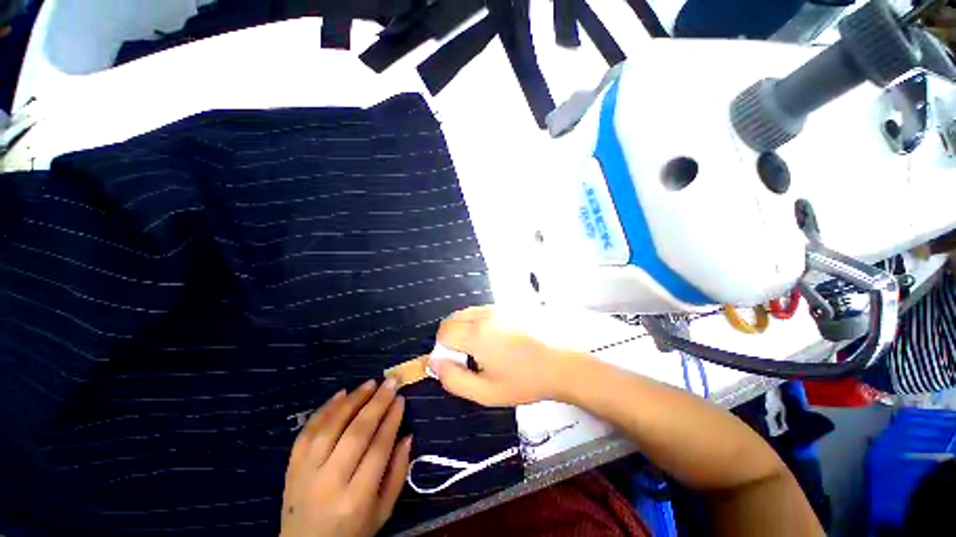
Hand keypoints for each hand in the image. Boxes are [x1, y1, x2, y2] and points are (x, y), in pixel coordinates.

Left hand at [280, 379, 411, 536]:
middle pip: (356, 434)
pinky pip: (307, 432)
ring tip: (370, 383)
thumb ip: (398, 473)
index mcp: (357, 498)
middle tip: (391, 382)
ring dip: (352, 400)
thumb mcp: (384, 511)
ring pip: (330, 427)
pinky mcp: (291, 467)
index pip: (378, 448)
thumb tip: (407, 435)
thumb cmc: (353, 531)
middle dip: (377, 403)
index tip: (401, 398)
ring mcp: (306, 473)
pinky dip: (324, 409)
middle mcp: (330, 482)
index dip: (392, 420)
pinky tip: (341, 393)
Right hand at [431, 306, 574, 405]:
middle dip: (451, 337)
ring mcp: (498, 308)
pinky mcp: (509, 307)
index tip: (458, 362)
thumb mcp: (486, 392)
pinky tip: (496, 337)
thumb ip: (454, 379)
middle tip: (469, 357)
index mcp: (477, 335)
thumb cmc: (524, 381)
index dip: (443, 349)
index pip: (443, 332)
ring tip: (483, 347)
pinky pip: (482, 311)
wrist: (561, 364)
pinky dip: (479, 322)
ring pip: (467, 313)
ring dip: (465, 328)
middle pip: (452, 319)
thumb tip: (434, 363)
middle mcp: (484, 315)